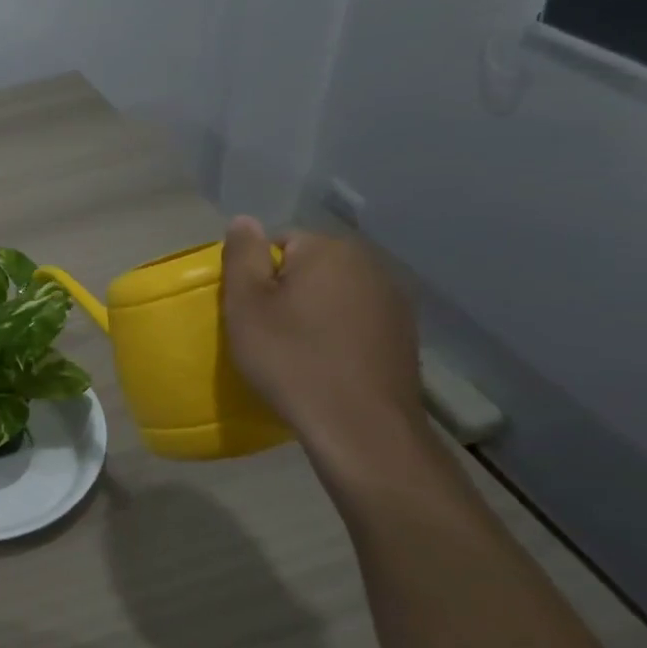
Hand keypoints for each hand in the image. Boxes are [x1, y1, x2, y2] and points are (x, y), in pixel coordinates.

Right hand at [222, 217, 426, 462]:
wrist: (359, 426)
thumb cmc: (291, 359)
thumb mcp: (246, 305)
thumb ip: (242, 256)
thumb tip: (244, 221)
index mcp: (329, 250)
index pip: (279, 242)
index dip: (257, 275)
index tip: (249, 311)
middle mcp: (369, 264)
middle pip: (310, 266)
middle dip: (287, 291)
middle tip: (266, 331)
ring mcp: (393, 300)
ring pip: (334, 294)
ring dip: (314, 312)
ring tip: (297, 350)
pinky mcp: (404, 334)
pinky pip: (356, 320)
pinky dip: (338, 333)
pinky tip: (327, 363)